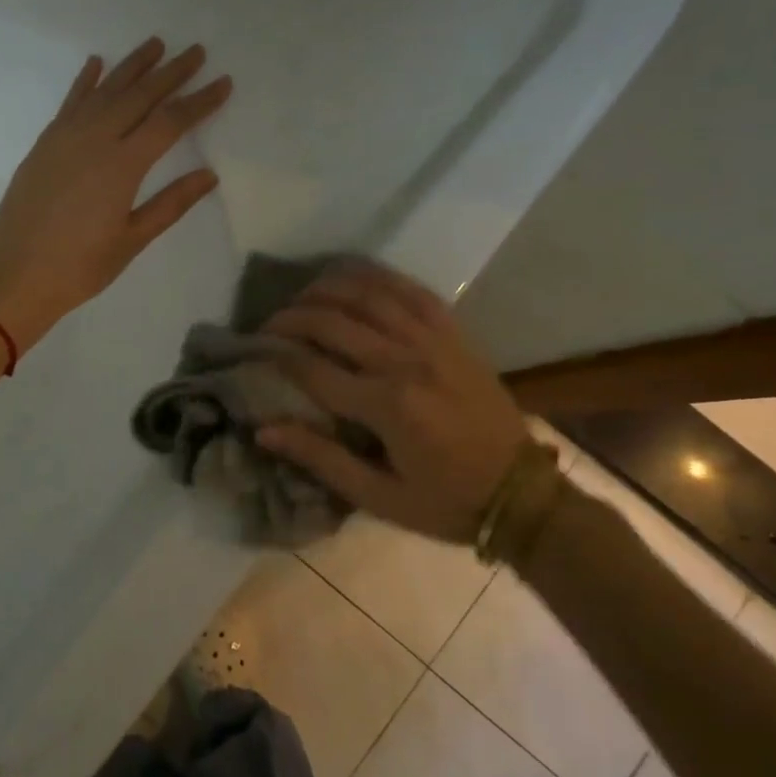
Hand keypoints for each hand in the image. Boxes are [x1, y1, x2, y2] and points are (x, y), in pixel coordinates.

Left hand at [0, 38, 231, 352]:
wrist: (15, 275)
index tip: (223, 82)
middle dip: (171, 72)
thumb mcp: (132, 240)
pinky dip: (86, 81)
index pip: (170, 122)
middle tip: (196, 51)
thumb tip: (208, 175)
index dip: (199, 101)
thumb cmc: (80, 266)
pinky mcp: (45, 143)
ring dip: (132, 66)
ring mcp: (65, 137)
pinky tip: (97, 62)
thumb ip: (171, 204)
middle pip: (140, 96)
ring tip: (155, 43)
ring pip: (105, 90)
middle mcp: (95, 139)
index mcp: (122, 165)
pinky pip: (70, 102)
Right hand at [254, 263, 529, 545]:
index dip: (277, 355)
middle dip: (293, 316)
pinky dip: (379, 276)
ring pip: (371, 294)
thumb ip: (321, 459)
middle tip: (270, 322)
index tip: (254, 351)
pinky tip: (356, 275)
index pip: (314, 368)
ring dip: (330, 286)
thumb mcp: (379, 497)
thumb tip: (263, 430)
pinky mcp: (454, 334)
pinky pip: (412, 290)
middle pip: (335, 320)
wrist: (521, 492)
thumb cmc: (445, 502)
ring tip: (303, 293)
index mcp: (387, 405)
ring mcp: (434, 341)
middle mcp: (406, 361)